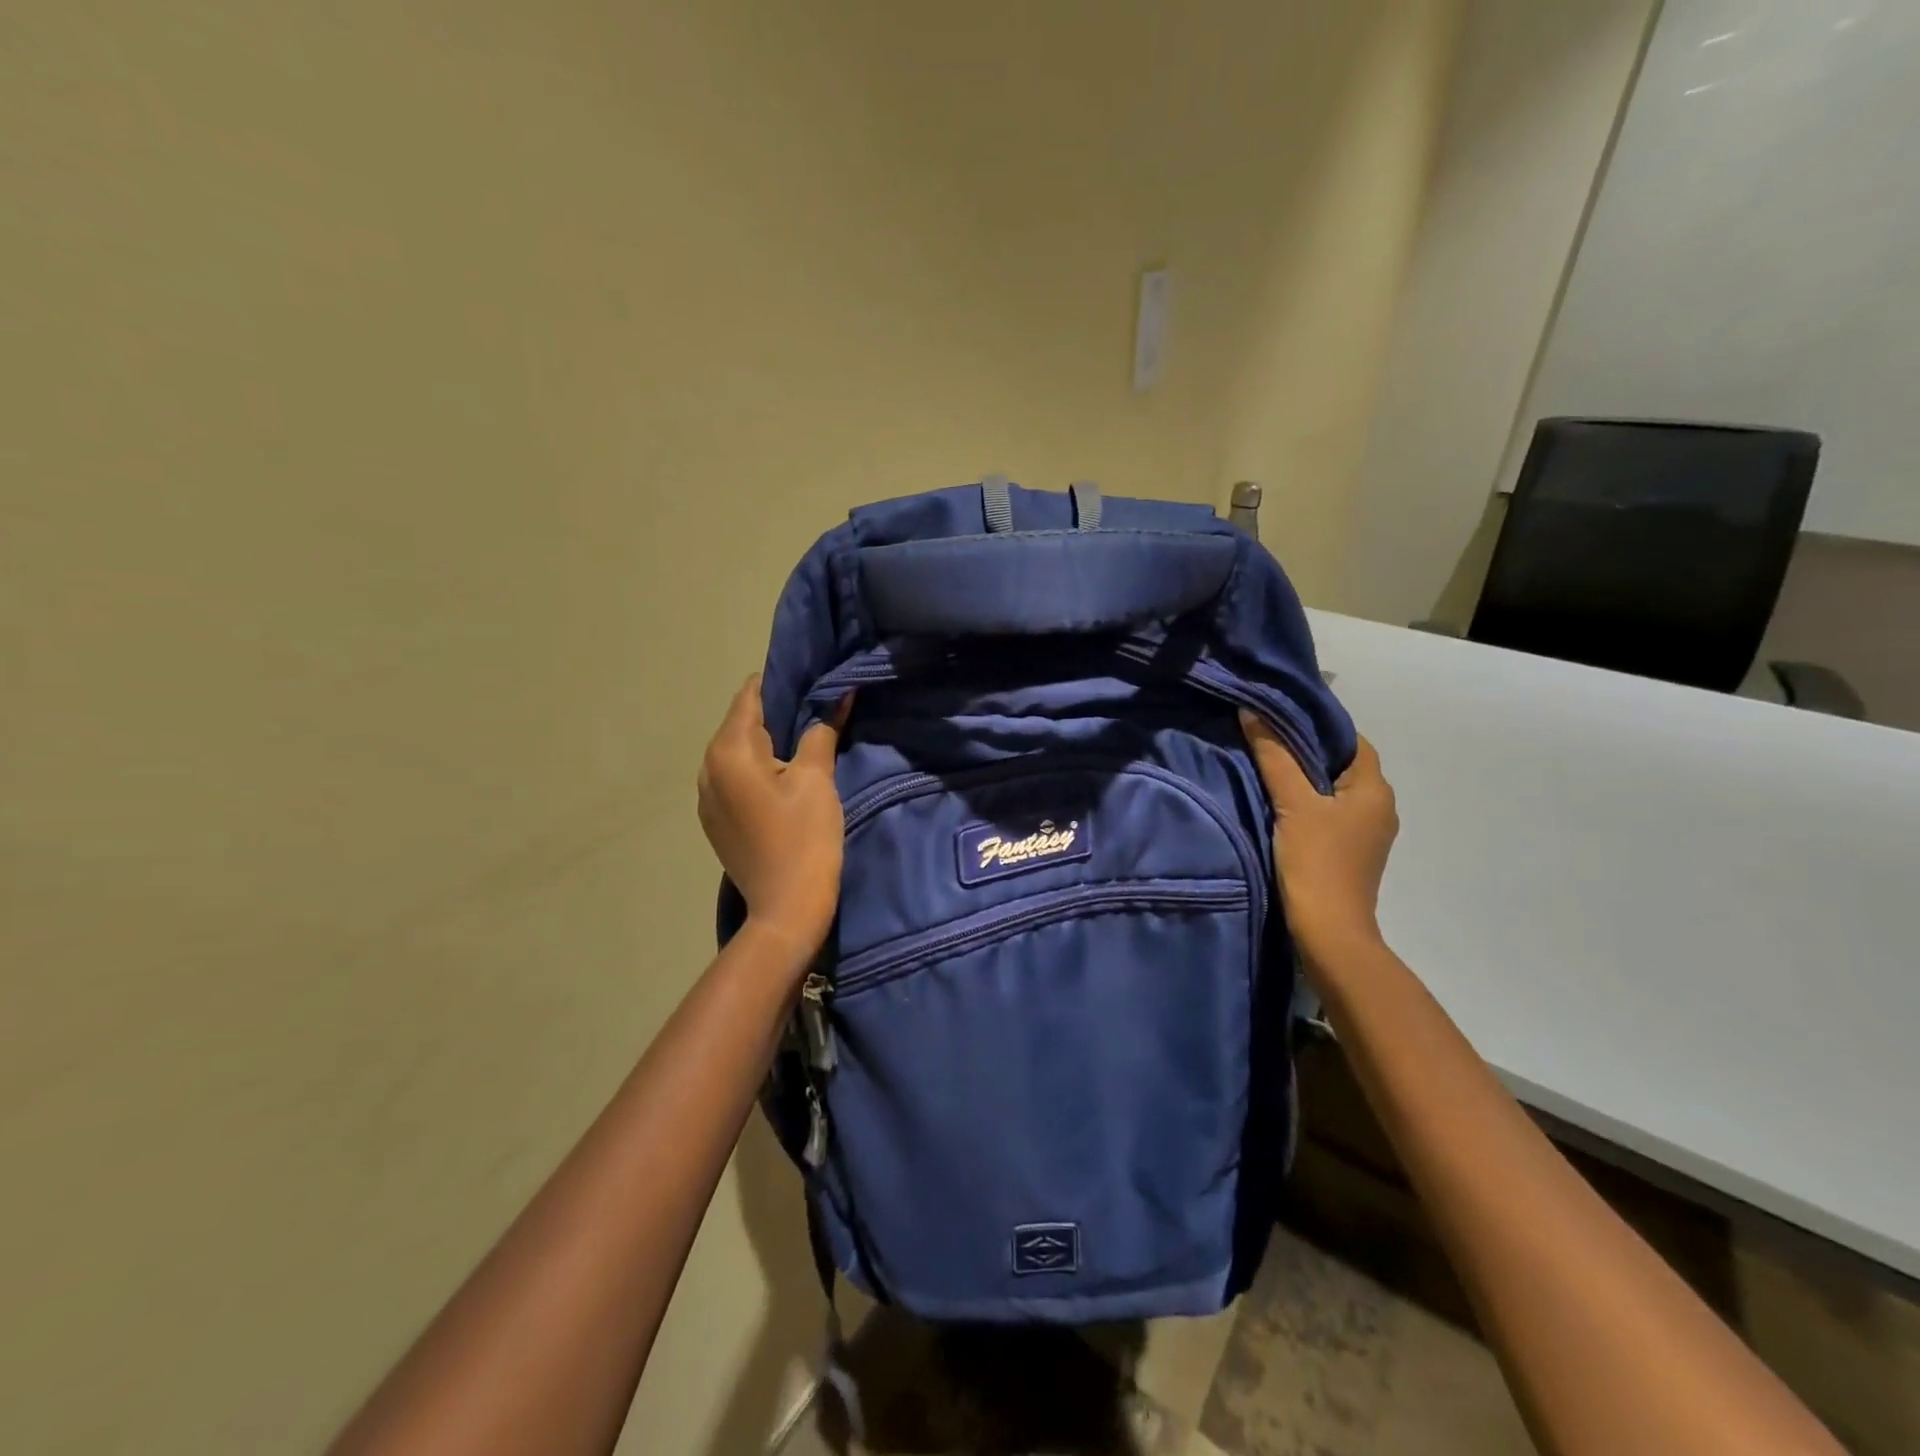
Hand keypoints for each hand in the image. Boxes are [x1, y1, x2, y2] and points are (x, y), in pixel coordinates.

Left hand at [698, 676, 846, 958]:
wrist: (786, 909)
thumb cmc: (804, 837)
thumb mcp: (817, 778)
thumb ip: (821, 730)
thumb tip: (838, 694)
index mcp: (728, 751)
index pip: (750, 695)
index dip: (781, 682)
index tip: (812, 678)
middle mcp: (707, 767)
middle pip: (741, 722)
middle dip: (777, 712)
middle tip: (817, 709)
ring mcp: (707, 796)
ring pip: (738, 751)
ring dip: (768, 743)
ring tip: (805, 742)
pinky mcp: (715, 819)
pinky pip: (735, 777)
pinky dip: (758, 768)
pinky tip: (785, 778)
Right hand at [1240, 714, 1397, 966]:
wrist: (1329, 932)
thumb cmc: (1316, 862)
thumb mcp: (1292, 804)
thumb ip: (1274, 756)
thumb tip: (1255, 712)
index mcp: (1375, 789)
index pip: (1352, 740)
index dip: (1319, 724)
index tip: (1281, 716)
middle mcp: (1380, 807)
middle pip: (1343, 764)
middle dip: (1308, 749)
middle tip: (1267, 736)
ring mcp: (1367, 833)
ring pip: (1336, 790)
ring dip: (1306, 777)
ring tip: (1268, 765)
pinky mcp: (1351, 852)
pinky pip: (1331, 812)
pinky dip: (1309, 801)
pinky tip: (1280, 803)